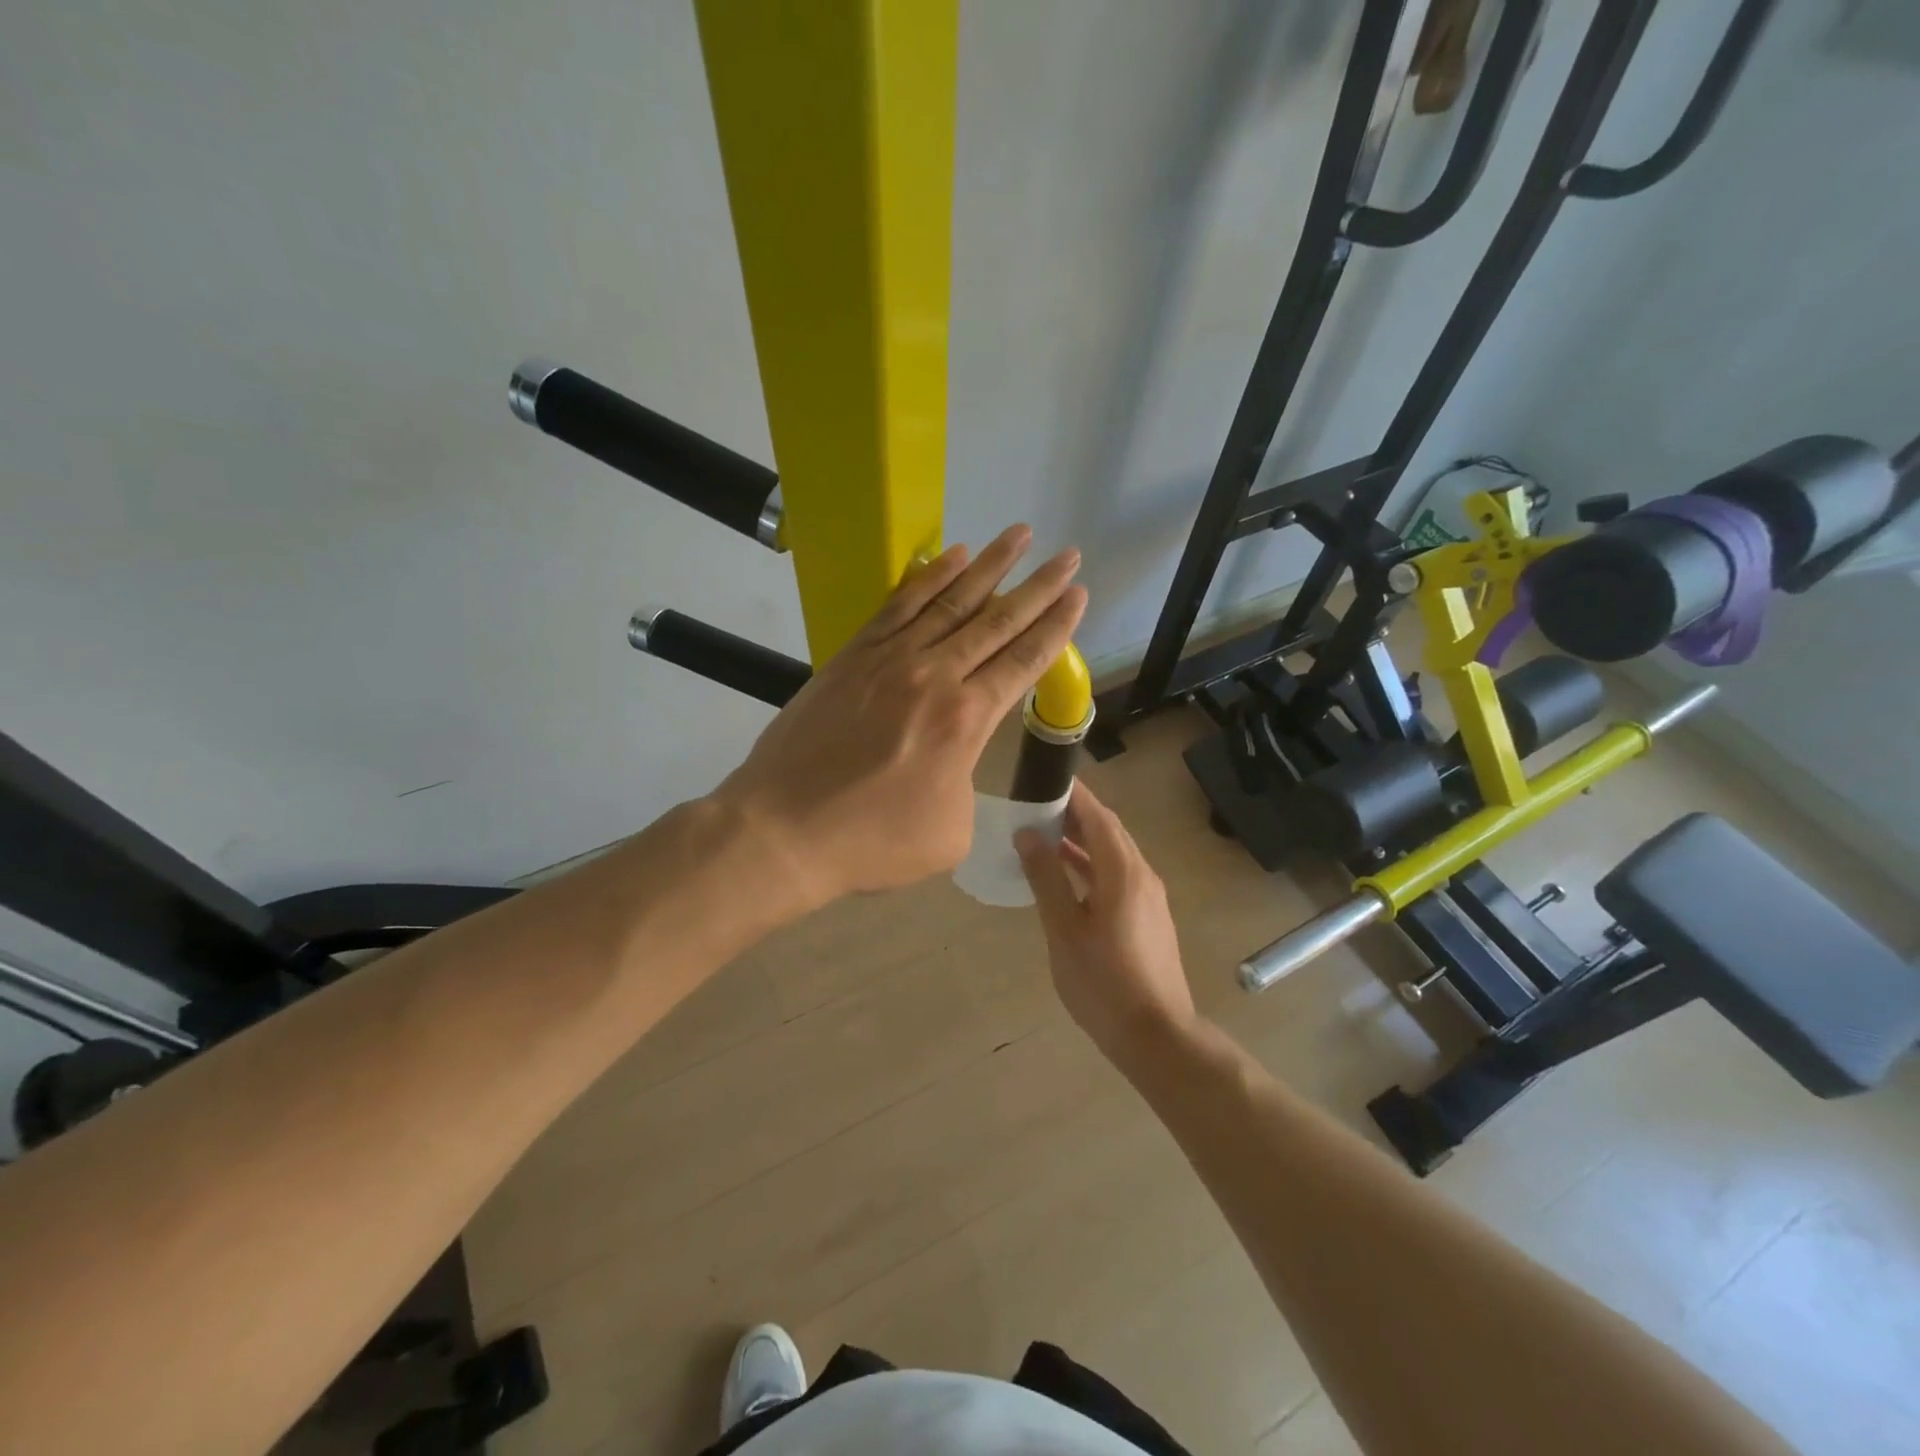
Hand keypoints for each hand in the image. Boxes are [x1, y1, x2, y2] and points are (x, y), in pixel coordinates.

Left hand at [712, 524, 1085, 911]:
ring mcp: (890, 659)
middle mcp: (935, 676)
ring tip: (1018, 534)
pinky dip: (929, 578)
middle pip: (997, 621)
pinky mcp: (853, 656)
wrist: (785, 829)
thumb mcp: (950, 833)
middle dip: (1039, 586)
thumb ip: (968, 786)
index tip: (1079, 595)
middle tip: (1069, 554)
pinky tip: (951, 557)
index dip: (1056, 626)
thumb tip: (956, 761)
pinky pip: (900, 605)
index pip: (1023, 660)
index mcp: (966, 720)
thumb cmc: (873, 841)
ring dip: (990, 565)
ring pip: (951, 601)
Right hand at [1017, 779, 1196, 1065]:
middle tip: (1037, 804)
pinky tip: (1067, 874)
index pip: (1098, 816)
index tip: (1045, 778)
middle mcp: (1142, 875)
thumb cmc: (1103, 983)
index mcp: (1123, 872)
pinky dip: (1092, 865)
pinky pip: (1118, 875)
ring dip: (1083, 840)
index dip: (1073, 794)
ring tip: (1045, 834)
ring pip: (1114, 854)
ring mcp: (1149, 897)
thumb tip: (1028, 834)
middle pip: (1109, 831)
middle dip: (1076, 814)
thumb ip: (1046, 878)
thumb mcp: (1064, 930)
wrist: (1156, 1036)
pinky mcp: (1149, 916)